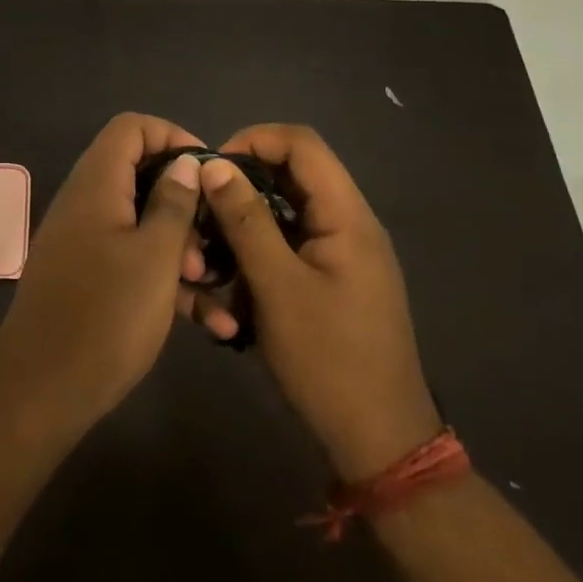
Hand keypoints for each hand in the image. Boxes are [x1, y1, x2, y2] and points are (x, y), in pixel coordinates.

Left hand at [0, 114, 204, 439]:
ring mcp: (83, 242)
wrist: (40, 393)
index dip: (173, 137)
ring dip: (182, 249)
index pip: (131, 128)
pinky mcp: (86, 278)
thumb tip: (185, 163)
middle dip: (185, 203)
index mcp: (96, 185)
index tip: (210, 172)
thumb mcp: (154, 257)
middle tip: (215, 238)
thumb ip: (173, 203)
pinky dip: (165, 281)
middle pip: (140, 175)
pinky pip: (131, 261)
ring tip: (214, 287)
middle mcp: (86, 204)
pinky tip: (210, 323)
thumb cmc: (106, 317)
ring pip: (141, 224)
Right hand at [183, 124, 440, 479]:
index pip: (301, 143)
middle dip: (242, 188)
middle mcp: (349, 224)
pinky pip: (290, 246)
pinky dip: (258, 255)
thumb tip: (213, 165)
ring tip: (211, 254)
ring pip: (285, 214)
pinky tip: (232, 287)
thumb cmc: (329, 360)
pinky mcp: (333, 280)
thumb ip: (245, 221)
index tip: (211, 169)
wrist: (379, 441)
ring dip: (245, 226)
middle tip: (203, 213)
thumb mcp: (277, 287)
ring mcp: (342, 254)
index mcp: (347, 215)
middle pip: (291, 176)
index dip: (253, 140)